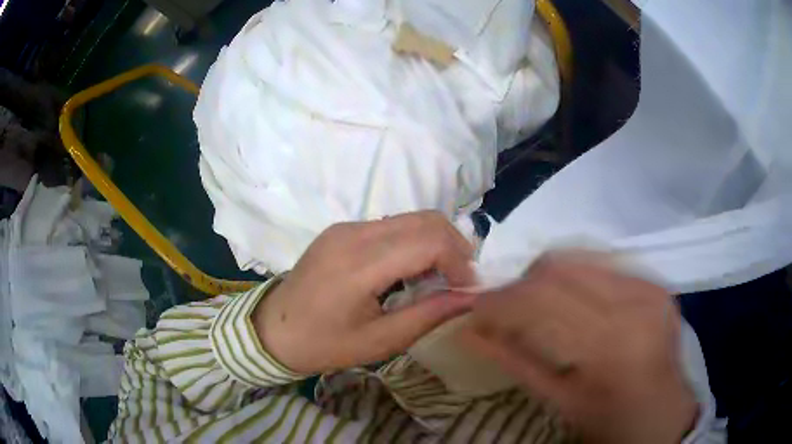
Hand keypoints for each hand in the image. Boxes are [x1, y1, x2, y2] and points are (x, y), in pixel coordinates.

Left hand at [253, 211, 476, 374]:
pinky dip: (413, 242)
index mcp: (360, 264)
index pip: (429, 241)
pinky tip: (409, 271)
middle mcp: (354, 233)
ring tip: (437, 279)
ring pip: (411, 218)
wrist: (273, 330)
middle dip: (455, 247)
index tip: (468, 290)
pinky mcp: (342, 229)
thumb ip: (429, 315)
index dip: (460, 262)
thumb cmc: (324, 344)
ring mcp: (346, 227)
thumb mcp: (380, 341)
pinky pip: (391, 225)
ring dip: (435, 243)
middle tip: (460, 282)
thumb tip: (471, 298)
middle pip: (425, 220)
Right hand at [463, 252, 696, 443]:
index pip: (543, 300)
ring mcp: (649, 285)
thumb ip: (515, 362)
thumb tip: (470, 331)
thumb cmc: (611, 420)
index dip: (501, 300)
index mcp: (612, 344)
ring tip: (533, 304)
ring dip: (544, 278)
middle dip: (519, 285)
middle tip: (502, 309)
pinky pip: (602, 264)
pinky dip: (574, 278)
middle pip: (559, 269)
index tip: (476, 310)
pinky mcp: (654, 281)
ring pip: (579, 257)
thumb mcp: (560, 400)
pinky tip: (569, 303)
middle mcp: (635, 301)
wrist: (664, 413)